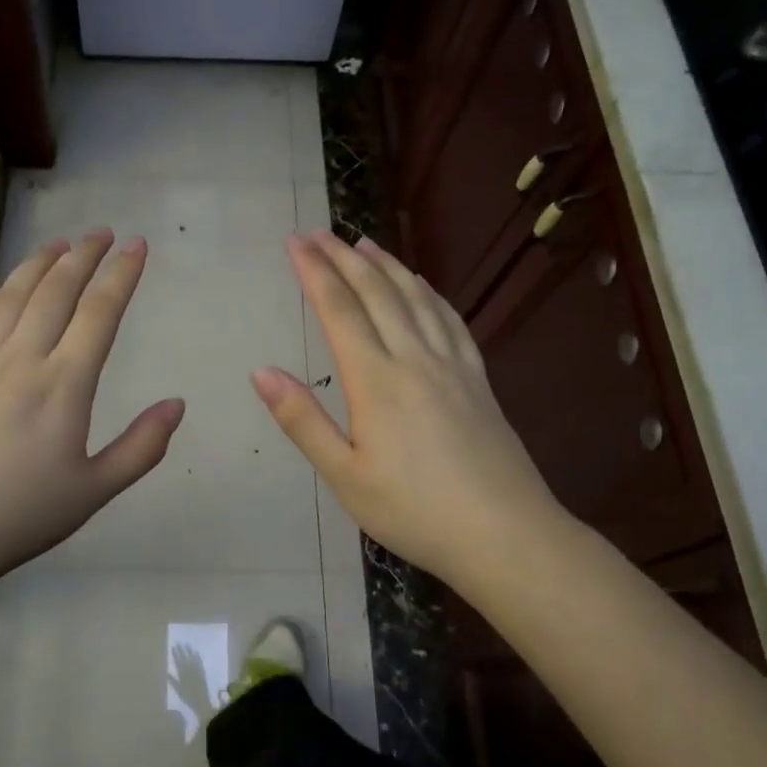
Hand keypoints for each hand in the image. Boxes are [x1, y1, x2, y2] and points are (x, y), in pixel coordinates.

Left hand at [0, 230, 184, 593]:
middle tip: (101, 232)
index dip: (121, 275)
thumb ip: (142, 447)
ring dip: (37, 266)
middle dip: (82, 256)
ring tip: (57, 245)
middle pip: (54, 292)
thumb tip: (178, 404)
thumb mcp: (94, 492)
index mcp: (63, 385)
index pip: (99, 313)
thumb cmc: (19, 517)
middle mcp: (20, 361)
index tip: (137, 246)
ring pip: (10, 298)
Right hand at [168, 643, 216, 728]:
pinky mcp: (202, 672)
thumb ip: (173, 682)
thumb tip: (167, 673)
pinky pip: (200, 662)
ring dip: (189, 651)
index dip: (176, 654)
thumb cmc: (188, 698)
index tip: (173, 647)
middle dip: (181, 650)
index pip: (178, 662)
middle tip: (179, 642)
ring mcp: (197, 671)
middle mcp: (190, 671)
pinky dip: (198, 657)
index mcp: (183, 675)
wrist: (201, 702)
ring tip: (187, 644)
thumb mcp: (179, 691)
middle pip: (185, 658)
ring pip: (192, 658)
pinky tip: (196, 652)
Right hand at [252, 231, 568, 585]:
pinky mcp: (477, 377)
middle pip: (376, 292)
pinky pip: (449, 318)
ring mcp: (451, 364)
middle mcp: (414, 358)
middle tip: (318, 232)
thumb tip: (261, 371)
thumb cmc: (414, 511)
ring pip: (415, 297)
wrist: (505, 534)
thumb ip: (302, 420)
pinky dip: (429, 292)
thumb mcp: (345, 476)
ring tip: (363, 243)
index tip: (294, 242)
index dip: (314, 271)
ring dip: (386, 266)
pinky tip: (421, 285)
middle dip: (343, 258)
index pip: (339, 310)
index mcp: (376, 380)